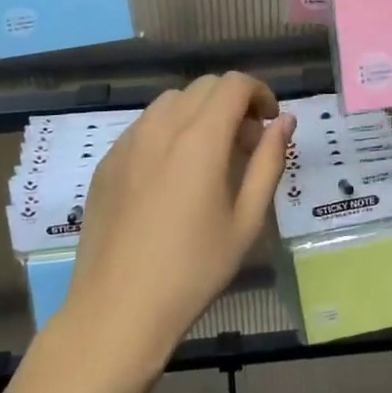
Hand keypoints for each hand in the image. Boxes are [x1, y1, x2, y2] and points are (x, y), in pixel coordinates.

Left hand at [68, 73, 295, 364]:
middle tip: (244, 144)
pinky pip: (144, 125)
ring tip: (208, 156)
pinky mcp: (107, 161)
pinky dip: (169, 130)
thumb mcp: (247, 220)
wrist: (118, 308)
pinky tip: (172, 174)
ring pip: (171, 102)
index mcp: (200, 138)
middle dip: (232, 102)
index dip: (259, 93)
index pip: (233, 84)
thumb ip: (269, 162)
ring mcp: (128, 142)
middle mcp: (161, 127)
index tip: (269, 123)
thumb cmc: (193, 269)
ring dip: (199, 112)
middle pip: (203, 87)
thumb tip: (284, 121)